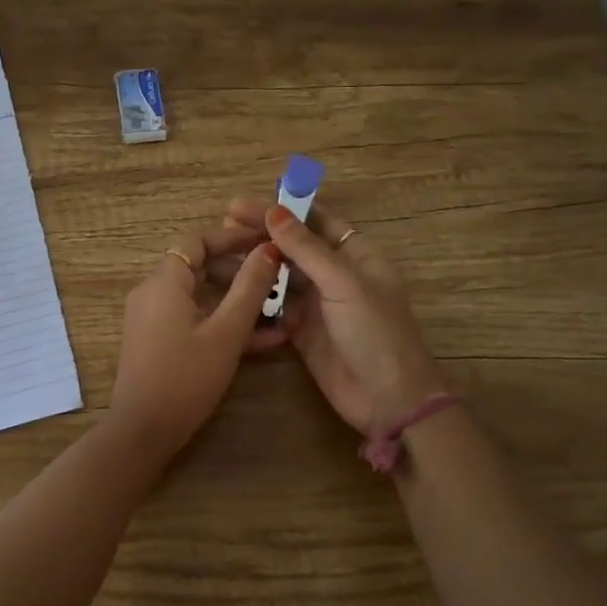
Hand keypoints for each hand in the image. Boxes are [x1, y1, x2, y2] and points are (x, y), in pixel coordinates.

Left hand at [105, 221, 286, 456]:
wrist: (144, 431)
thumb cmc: (186, 376)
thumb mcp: (226, 332)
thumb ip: (250, 288)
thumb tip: (268, 250)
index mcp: (164, 282)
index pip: (197, 241)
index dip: (232, 237)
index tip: (265, 240)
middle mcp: (153, 293)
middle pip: (199, 266)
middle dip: (239, 270)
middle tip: (276, 276)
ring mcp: (153, 319)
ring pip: (200, 296)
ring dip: (236, 300)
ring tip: (277, 308)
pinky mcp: (158, 342)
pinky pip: (193, 319)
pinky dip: (222, 322)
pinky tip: (262, 338)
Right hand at [224, 194, 445, 433]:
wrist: (389, 401)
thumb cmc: (375, 333)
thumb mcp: (343, 284)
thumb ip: (307, 248)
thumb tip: (274, 211)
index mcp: (355, 256)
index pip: (315, 220)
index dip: (282, 209)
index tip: (243, 205)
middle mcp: (334, 275)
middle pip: (294, 246)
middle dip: (261, 234)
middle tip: (223, 226)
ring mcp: (317, 304)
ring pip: (280, 276)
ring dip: (253, 264)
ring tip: (218, 256)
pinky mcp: (301, 331)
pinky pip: (274, 307)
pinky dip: (254, 297)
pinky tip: (228, 289)